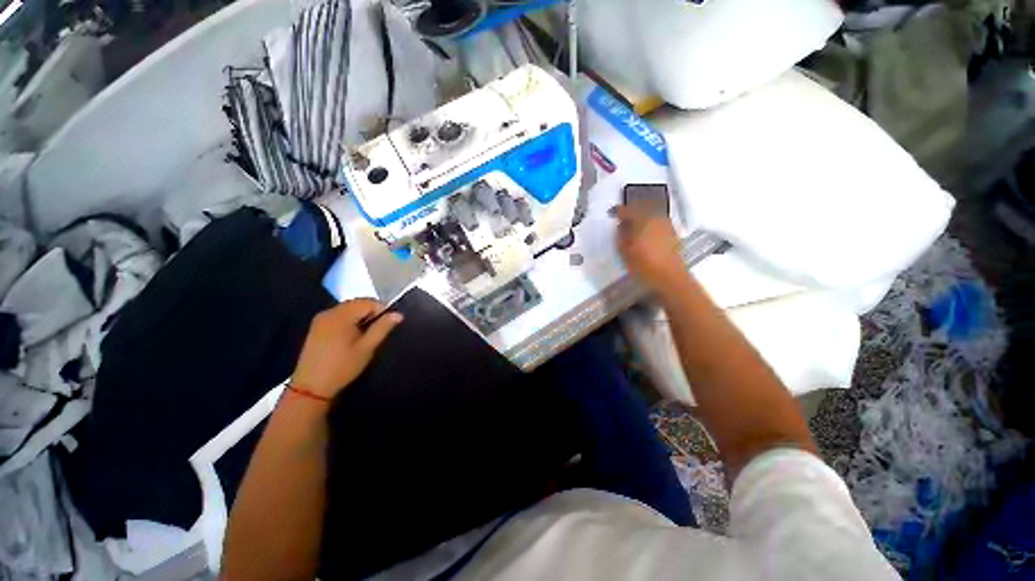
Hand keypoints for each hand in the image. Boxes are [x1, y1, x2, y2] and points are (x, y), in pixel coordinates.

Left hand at [290, 299, 402, 398]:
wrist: (311, 387)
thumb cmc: (342, 366)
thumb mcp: (367, 348)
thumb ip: (382, 328)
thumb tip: (398, 314)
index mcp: (341, 315)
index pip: (368, 302)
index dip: (382, 309)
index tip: (389, 324)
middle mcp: (329, 312)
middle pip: (356, 303)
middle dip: (371, 312)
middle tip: (379, 329)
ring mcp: (320, 319)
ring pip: (348, 309)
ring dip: (361, 316)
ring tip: (367, 334)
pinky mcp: (316, 327)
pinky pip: (338, 316)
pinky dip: (349, 320)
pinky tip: (352, 336)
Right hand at [613, 203, 687, 291]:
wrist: (670, 276)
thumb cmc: (644, 264)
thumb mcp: (625, 251)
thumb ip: (621, 235)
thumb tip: (621, 226)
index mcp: (643, 219)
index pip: (628, 209)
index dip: (619, 211)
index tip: (612, 213)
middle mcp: (656, 217)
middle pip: (642, 207)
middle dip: (632, 210)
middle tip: (623, 217)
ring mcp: (667, 224)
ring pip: (652, 213)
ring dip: (642, 216)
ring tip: (634, 225)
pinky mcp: (673, 232)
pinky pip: (658, 221)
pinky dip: (650, 223)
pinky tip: (645, 232)